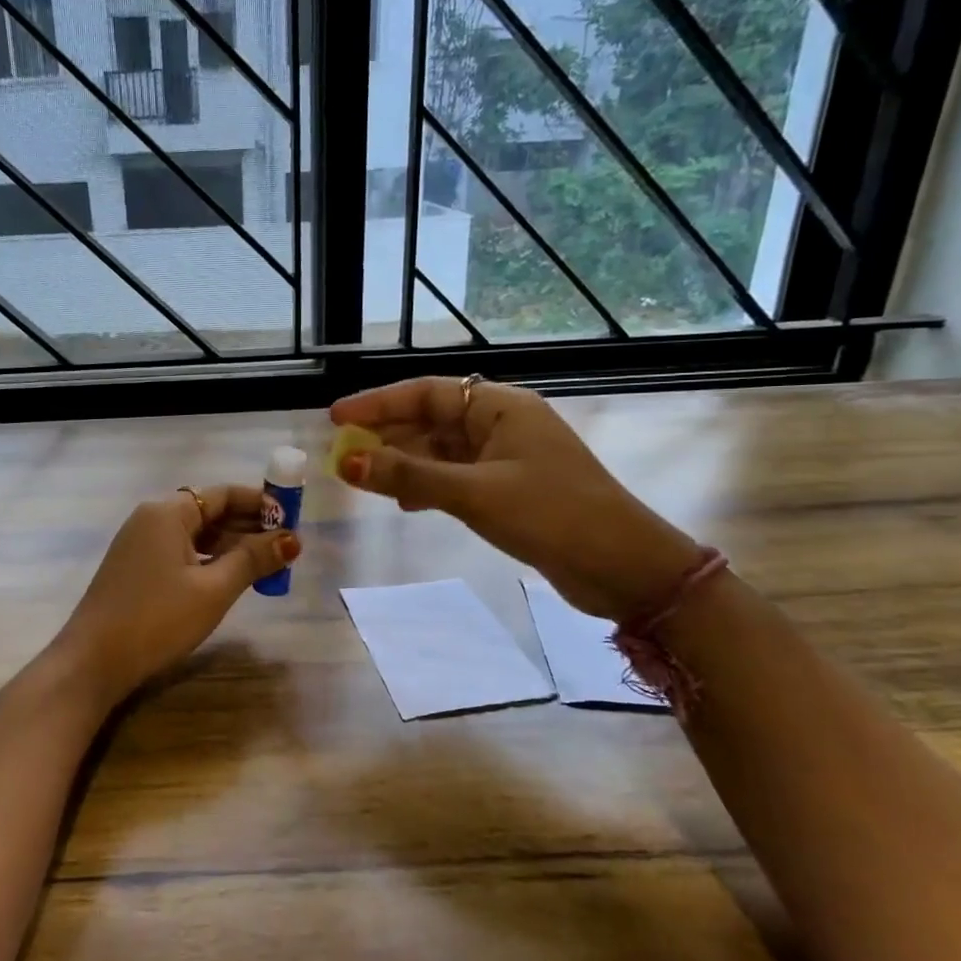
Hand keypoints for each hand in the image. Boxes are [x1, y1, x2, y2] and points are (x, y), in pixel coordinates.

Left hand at [54, 485, 298, 701]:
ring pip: (195, 535)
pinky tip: (230, 579)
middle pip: (209, 512)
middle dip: (249, 527)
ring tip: (267, 565)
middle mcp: (151, 519)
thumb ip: (253, 560)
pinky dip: (208, 560)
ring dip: (231, 547)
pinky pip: (180, 552)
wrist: (93, 661)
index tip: (292, 518)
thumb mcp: (213, 589)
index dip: (260, 503)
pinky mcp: (135, 568)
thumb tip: (291, 540)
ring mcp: (139, 544)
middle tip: (286, 547)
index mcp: (168, 512)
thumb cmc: (157, 619)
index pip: (223, 494)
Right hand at [330, 378, 699, 621]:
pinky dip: (427, 486)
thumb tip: (347, 461)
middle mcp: (501, 424)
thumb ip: (408, 476)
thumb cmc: (551, 515)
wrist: (624, 567)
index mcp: (499, 407)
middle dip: (387, 436)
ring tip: (364, 480)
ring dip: (404, 464)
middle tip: (343, 454)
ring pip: (441, 451)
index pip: (426, 393)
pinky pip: (455, 477)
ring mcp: (507, 458)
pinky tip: (405, 504)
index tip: (336, 418)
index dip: (378, 403)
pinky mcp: (509, 489)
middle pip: (431, 420)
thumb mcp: (473, 493)